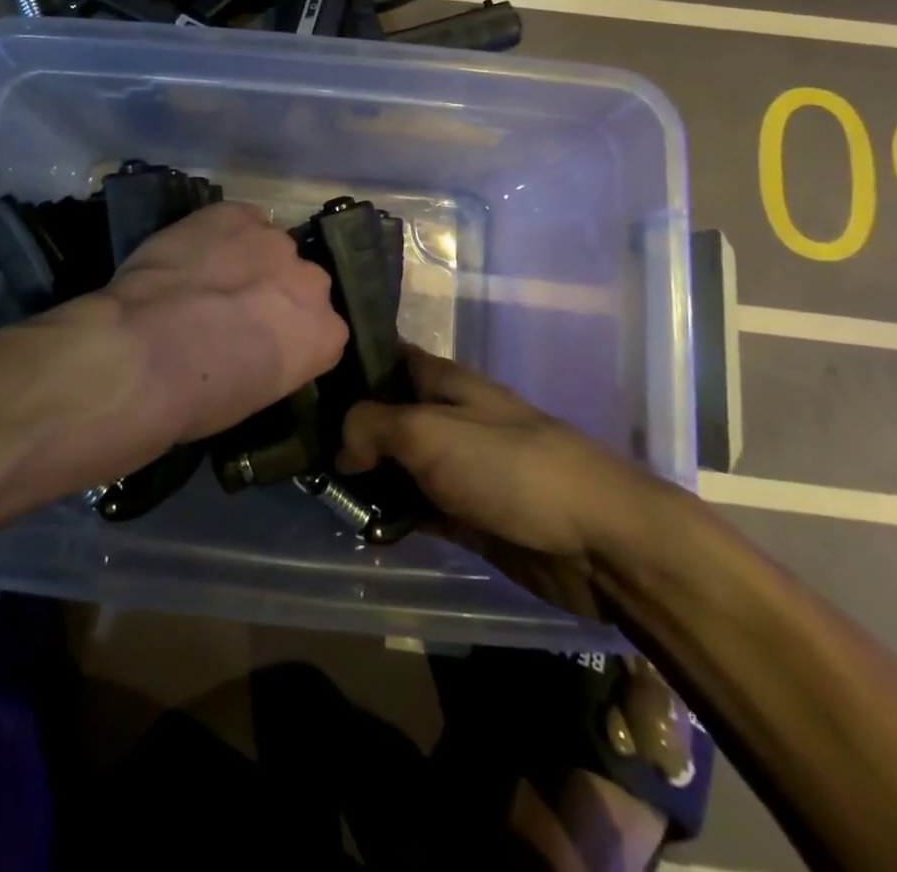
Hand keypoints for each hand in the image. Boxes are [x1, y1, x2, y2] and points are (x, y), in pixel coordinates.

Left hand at [0, 203, 346, 501]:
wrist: (145, 354)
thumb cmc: (199, 397)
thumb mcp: (254, 394)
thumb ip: (274, 357)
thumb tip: (253, 342)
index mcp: (326, 335)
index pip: (320, 328)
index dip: (287, 333)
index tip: (260, 343)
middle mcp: (312, 282)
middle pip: (300, 281)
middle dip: (274, 292)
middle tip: (232, 311)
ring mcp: (274, 241)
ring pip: (268, 245)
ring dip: (246, 259)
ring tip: (206, 278)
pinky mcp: (234, 213)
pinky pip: (237, 219)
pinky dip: (219, 232)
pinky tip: (193, 252)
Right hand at [337, 348, 670, 616]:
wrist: (597, 539)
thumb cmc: (507, 466)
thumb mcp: (427, 432)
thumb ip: (372, 427)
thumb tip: (341, 449)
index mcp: (442, 381)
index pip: (386, 357)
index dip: (348, 363)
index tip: (305, 380)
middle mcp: (446, 417)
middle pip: (385, 414)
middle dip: (347, 429)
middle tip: (298, 448)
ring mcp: (457, 466)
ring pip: (397, 464)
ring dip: (365, 477)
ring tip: (319, 491)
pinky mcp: (467, 514)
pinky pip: (416, 508)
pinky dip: (391, 516)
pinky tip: (360, 527)